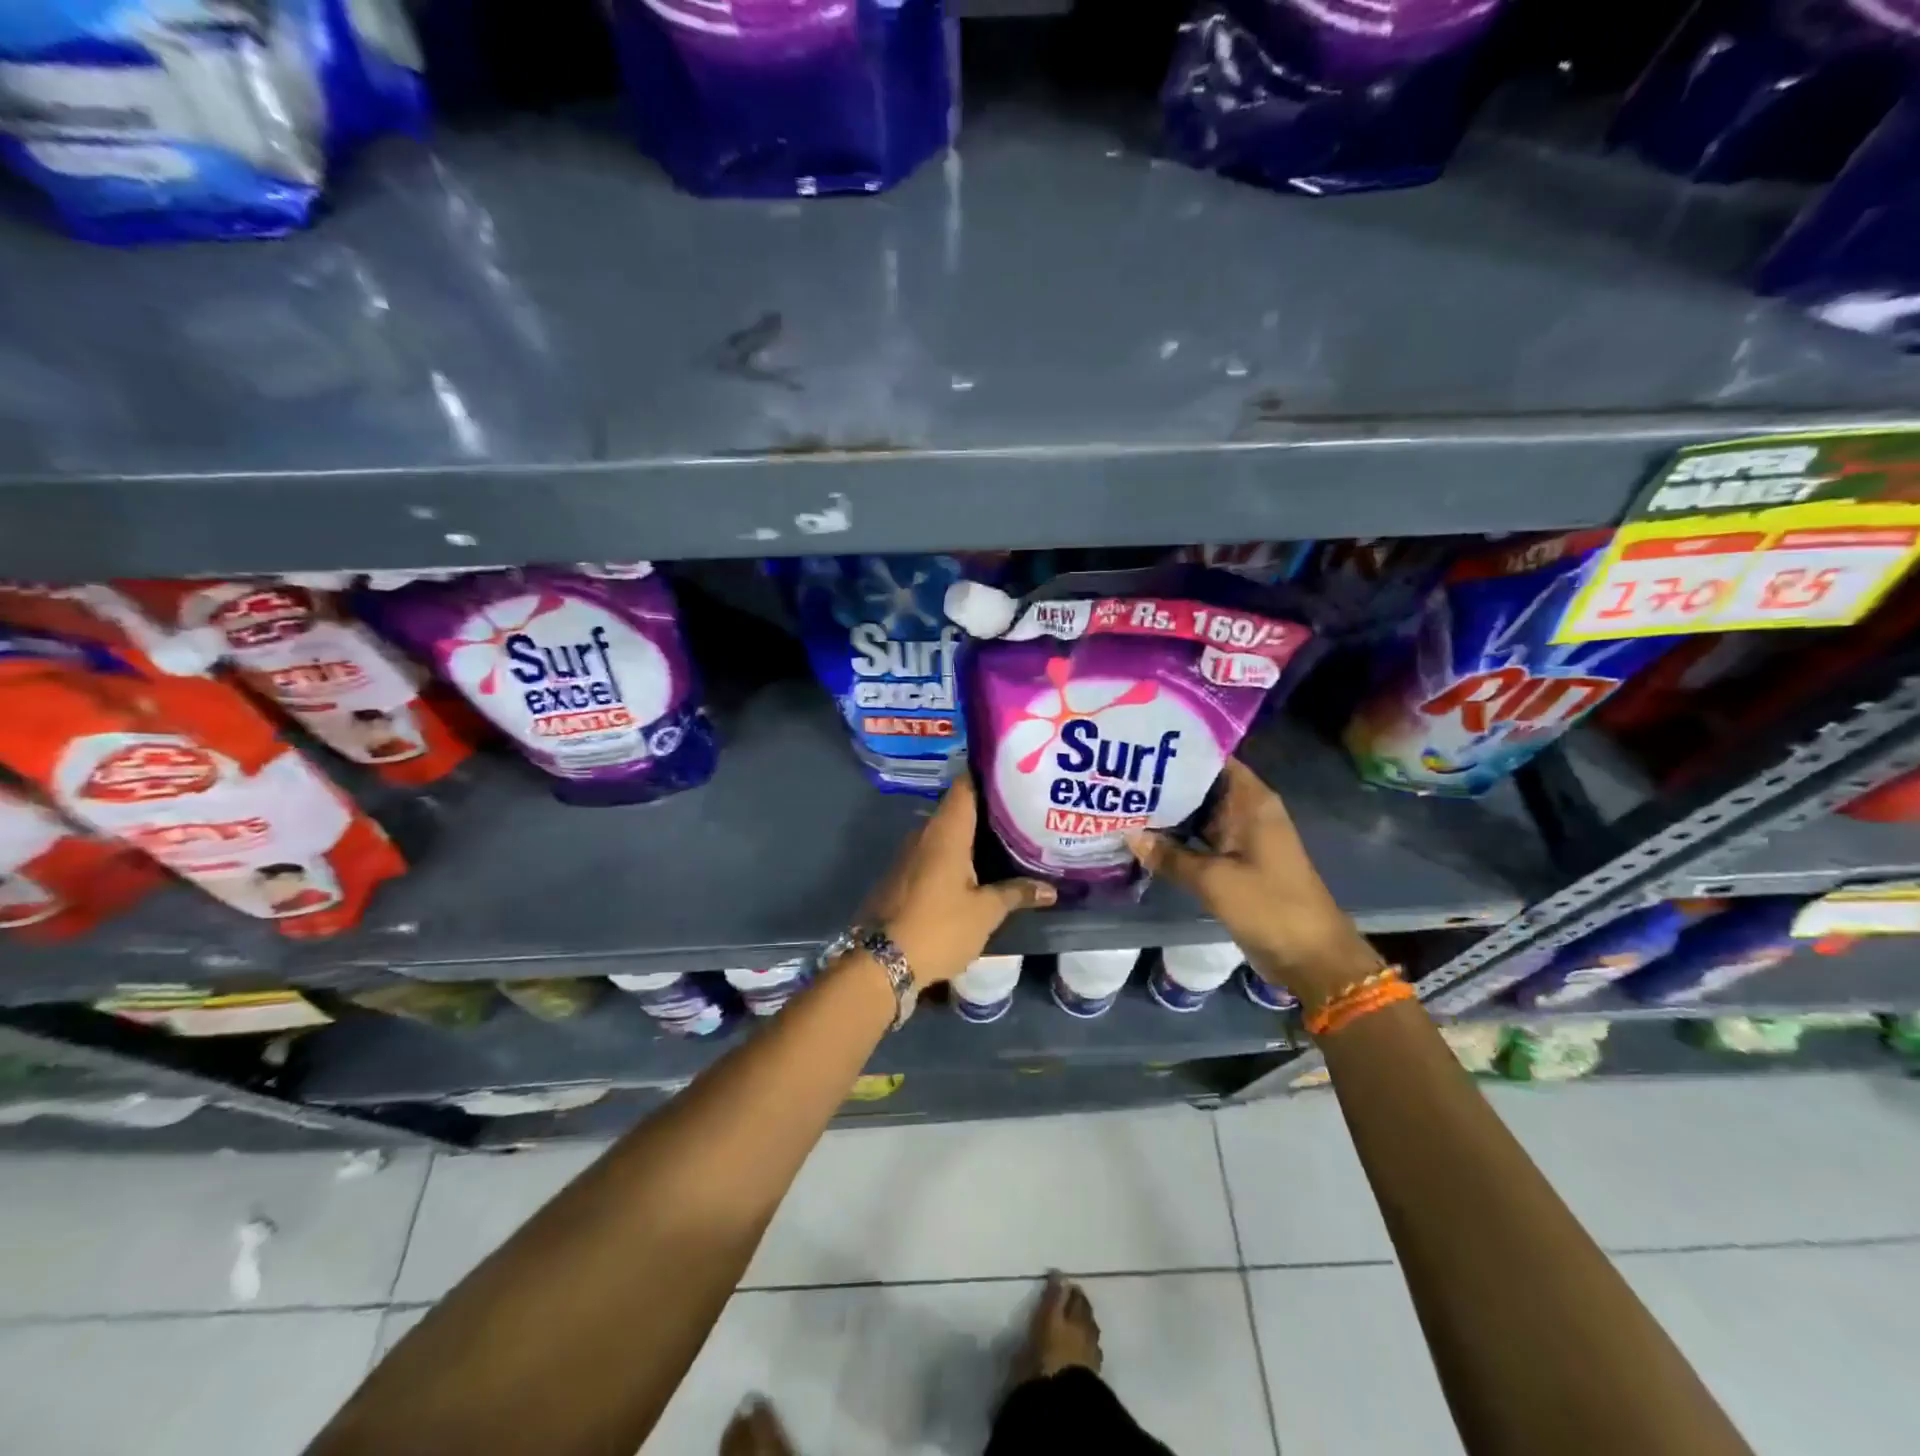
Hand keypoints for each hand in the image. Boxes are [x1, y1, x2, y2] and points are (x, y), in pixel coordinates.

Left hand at [862, 776, 1056, 986]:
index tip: (1015, 775)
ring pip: (945, 834)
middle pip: (957, 809)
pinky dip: (955, 856)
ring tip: (1007, 841)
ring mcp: (908, 855)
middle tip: (1022, 813)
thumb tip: (1050, 889)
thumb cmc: (938, 927)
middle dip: (988, 811)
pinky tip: (977, 870)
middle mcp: (923, 834)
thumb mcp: (985, 913)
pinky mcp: (902, 876)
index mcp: (945, 831)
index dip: (989, 776)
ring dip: (971, 836)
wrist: (881, 962)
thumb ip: (1017, 893)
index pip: (966, 786)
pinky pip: (933, 854)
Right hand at [1125, 759, 1380, 1009]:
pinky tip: (1141, 837)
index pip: (1213, 759)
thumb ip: (1170, 856)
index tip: (1141, 745)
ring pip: (1197, 815)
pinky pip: (1199, 841)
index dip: (1179, 751)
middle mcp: (1246, 812)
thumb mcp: (1214, 879)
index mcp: (1252, 801)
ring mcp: (1240, 838)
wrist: (1311, 957)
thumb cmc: (1269, 905)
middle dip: (1164, 782)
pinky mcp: (1233, 863)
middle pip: (1201, 786)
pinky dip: (1175, 839)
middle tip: (1120, 775)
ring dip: (1167, 813)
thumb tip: (1128, 835)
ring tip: (1122, 800)